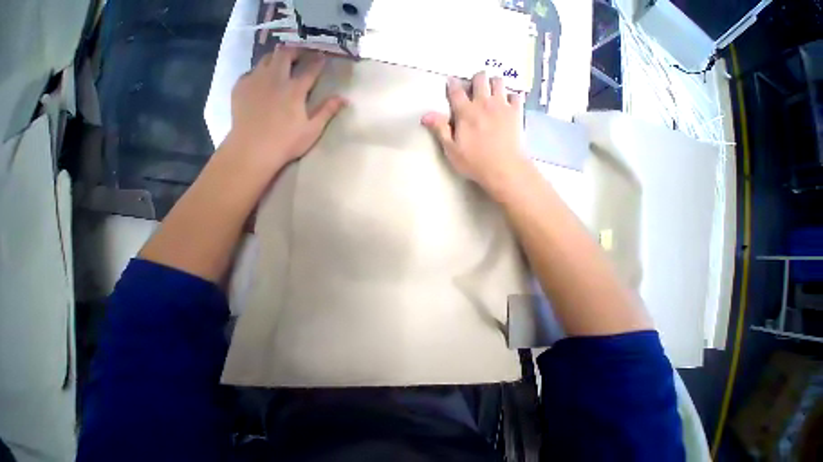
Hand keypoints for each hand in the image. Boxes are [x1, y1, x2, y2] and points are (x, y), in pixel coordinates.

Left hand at [224, 45, 346, 177]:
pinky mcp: (240, 86)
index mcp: (294, 90)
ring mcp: (254, 79)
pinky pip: (252, 70)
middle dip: (295, 51)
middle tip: (301, 55)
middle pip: (284, 54)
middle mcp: (274, 78)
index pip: (309, 70)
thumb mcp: (313, 129)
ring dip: (277, 58)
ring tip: (283, 64)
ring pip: (266, 58)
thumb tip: (345, 99)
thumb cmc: (288, 142)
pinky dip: (261, 71)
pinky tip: (264, 81)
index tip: (323, 56)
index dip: (318, 62)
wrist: (254, 148)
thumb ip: (327, 111)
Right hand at [421, 72, 526, 195]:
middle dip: (475, 80)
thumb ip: (440, 130)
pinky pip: (515, 94)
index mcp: (466, 113)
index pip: (457, 91)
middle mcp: (484, 103)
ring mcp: (502, 106)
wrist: (502, 168)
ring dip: (492, 84)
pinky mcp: (516, 112)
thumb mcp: (451, 150)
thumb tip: (425, 115)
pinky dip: (510, 96)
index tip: (451, 81)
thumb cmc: (474, 162)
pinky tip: (506, 105)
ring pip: (498, 81)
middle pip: (480, 78)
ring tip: (490, 94)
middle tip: (473, 90)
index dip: (452, 84)